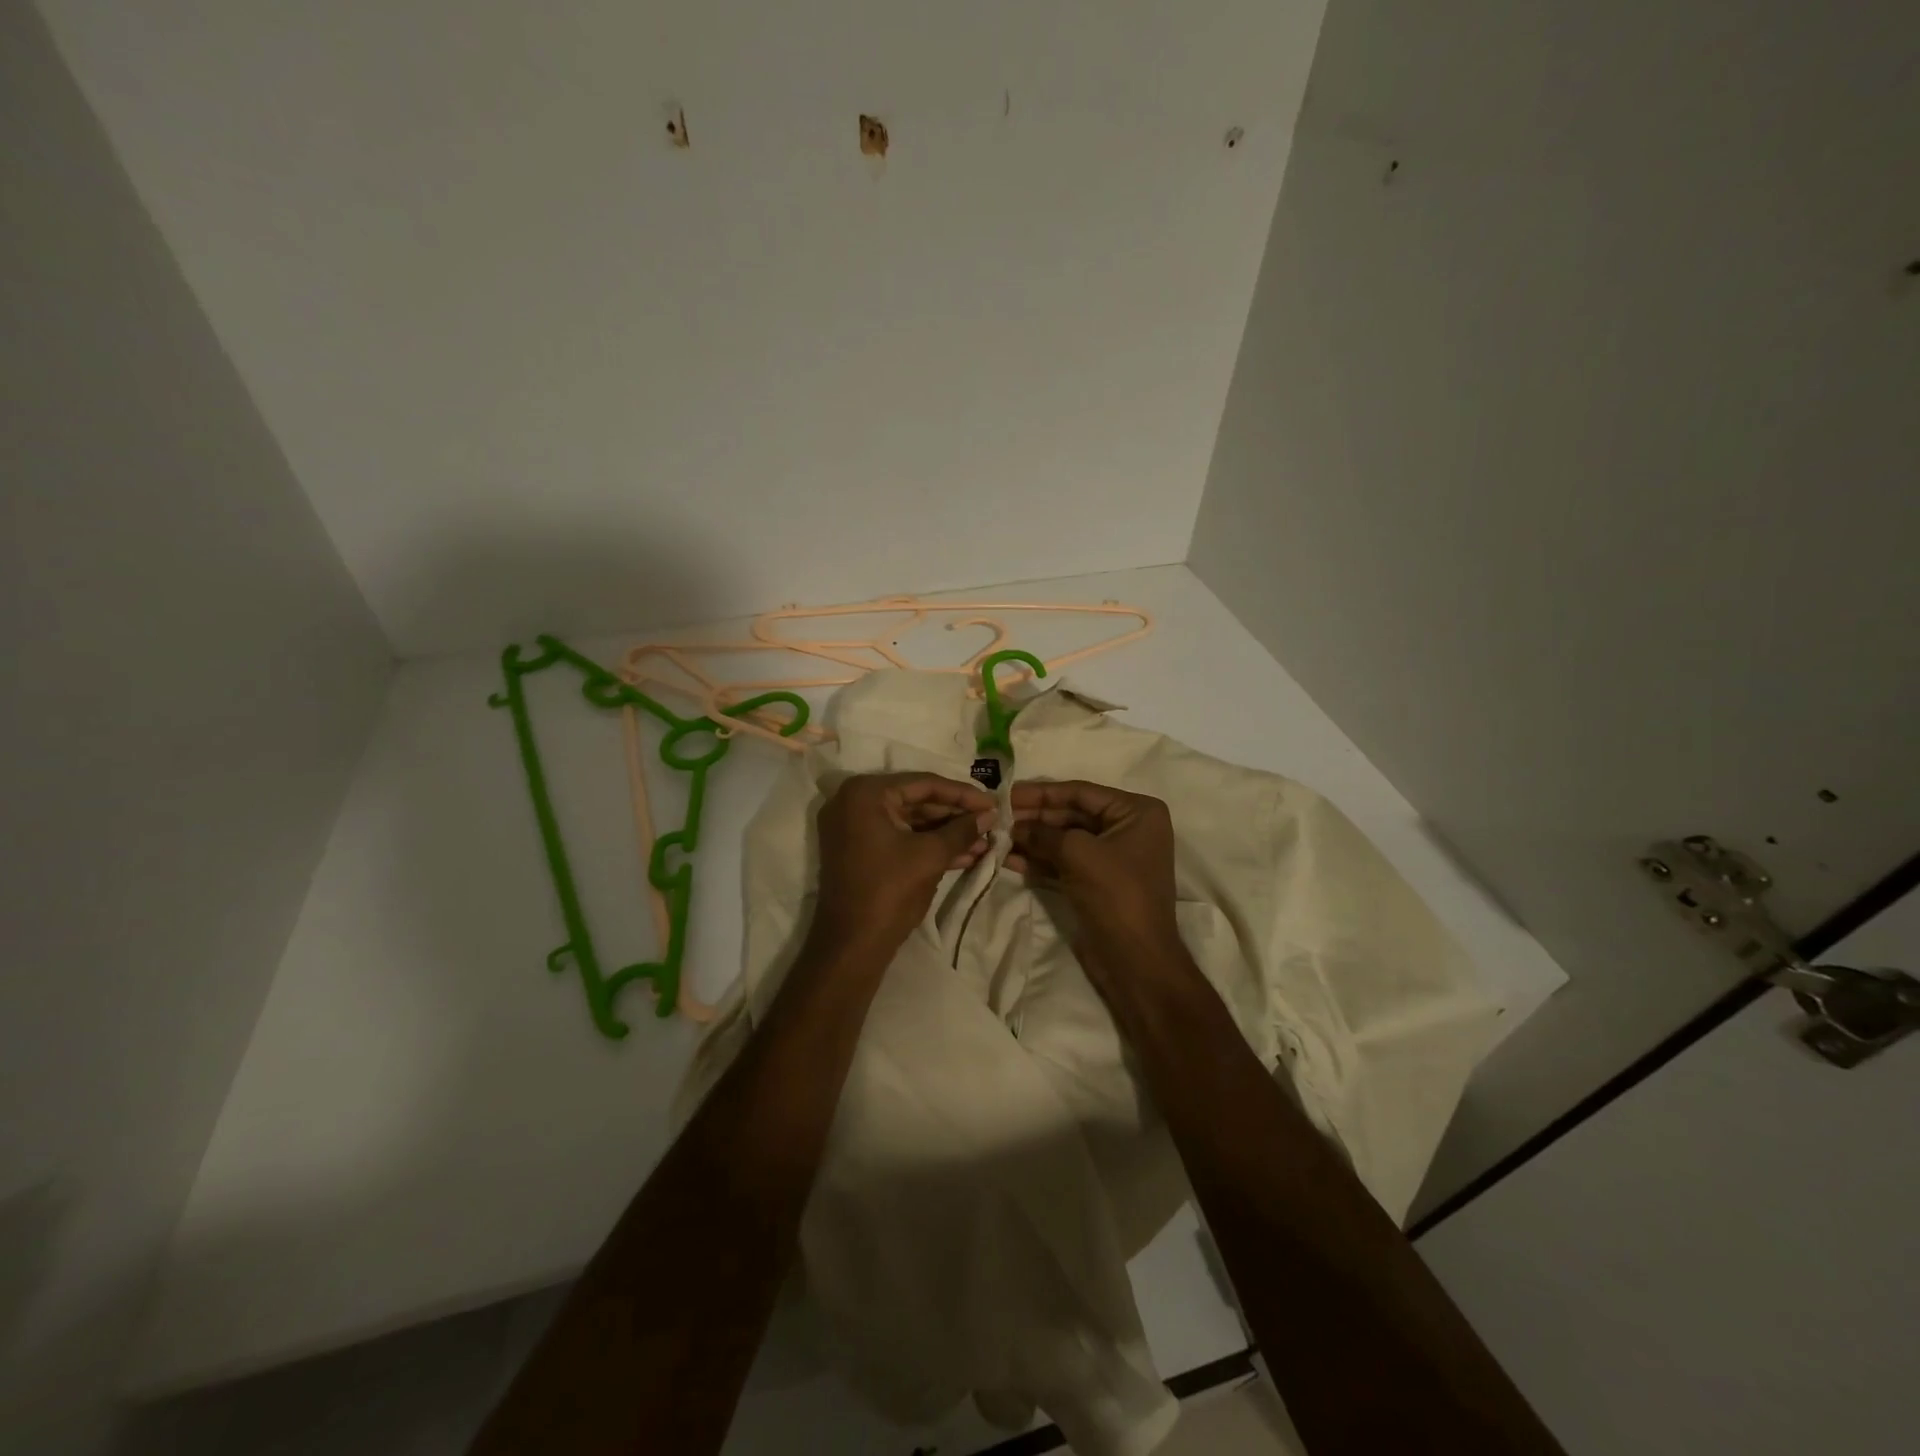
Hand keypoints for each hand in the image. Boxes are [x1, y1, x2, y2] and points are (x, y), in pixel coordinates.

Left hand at [811, 772, 996, 955]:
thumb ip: (961, 830)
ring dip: (946, 832)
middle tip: (990, 822)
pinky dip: (928, 844)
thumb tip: (990, 816)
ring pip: (910, 821)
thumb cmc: (889, 891)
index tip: (993, 803)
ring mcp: (854, 826)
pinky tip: (965, 855)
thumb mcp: (930, 856)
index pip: (924, 784)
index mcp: (866, 793)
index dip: (963, 794)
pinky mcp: (859, 849)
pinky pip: (900, 837)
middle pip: (916, 800)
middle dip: (955, 816)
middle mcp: (854, 801)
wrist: (852, 944)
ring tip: (984, 842)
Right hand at [1008, 780, 1182, 972]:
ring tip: (997, 837)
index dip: (1042, 793)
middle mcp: (1127, 829)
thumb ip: (1044, 833)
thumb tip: (1014, 826)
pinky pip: (1064, 862)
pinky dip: (1039, 860)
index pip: (1081, 792)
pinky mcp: (1097, 882)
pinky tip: (1009, 859)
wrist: (1135, 960)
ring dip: (1032, 839)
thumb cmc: (1116, 894)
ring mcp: (1112, 857)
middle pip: (1071, 814)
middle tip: (997, 817)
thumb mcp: (1078, 853)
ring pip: (1064, 839)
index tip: (1007, 793)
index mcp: (1136, 812)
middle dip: (1034, 817)